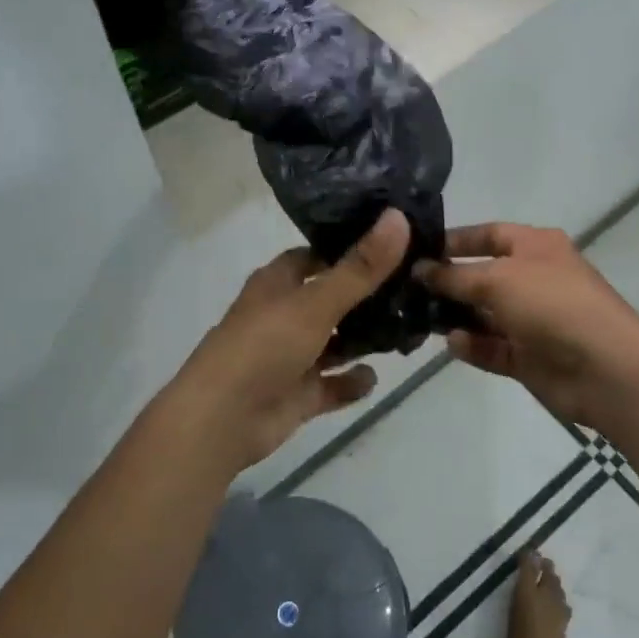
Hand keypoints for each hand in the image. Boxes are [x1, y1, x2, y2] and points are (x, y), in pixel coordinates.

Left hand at [156, 210, 411, 472]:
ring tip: (411, 329)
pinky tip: (375, 377)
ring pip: (336, 342)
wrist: (221, 420)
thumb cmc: (263, 347)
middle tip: (417, 286)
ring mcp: (292, 356)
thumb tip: (398, 216)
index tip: (394, 242)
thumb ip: (360, 268)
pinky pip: (333, 384)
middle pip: (332, 298)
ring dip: (365, 339)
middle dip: (368, 296)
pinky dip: (352, 382)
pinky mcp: (298, 393)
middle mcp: (284, 314)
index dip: (350, 248)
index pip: (317, 255)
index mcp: (278, 283)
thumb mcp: (316, 303)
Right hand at [416, 223, 638, 428]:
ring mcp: (532, 320)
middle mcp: (534, 279)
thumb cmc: (552, 304)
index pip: (488, 234)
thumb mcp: (497, 279)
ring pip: (484, 315)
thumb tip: (420, 270)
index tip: (416, 250)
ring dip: (455, 316)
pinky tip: (453, 343)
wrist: (604, 368)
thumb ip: (453, 276)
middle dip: (448, 282)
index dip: (455, 240)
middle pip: (482, 276)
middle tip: (406, 289)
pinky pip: (492, 347)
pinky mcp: (529, 357)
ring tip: (419, 318)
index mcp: (536, 247)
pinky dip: (472, 346)